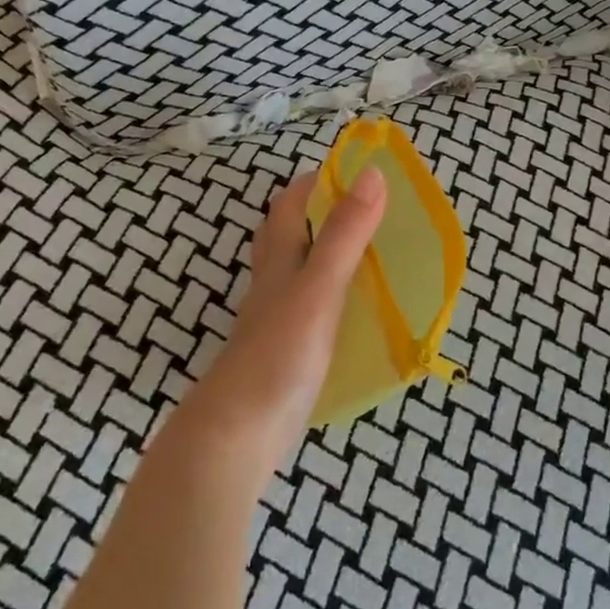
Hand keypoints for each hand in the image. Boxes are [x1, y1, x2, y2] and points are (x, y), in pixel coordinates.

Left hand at [161, 166, 385, 483]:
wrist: (236, 437)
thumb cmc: (278, 355)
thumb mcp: (319, 288)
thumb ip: (345, 234)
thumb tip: (373, 174)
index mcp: (279, 260)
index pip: (291, 203)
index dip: (319, 181)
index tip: (359, 171)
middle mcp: (273, 283)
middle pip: (288, 233)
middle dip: (321, 213)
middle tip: (369, 211)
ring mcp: (276, 319)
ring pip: (297, 271)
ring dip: (326, 253)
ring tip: (370, 253)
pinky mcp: (284, 352)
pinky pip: (309, 308)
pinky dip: (331, 295)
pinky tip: (355, 309)